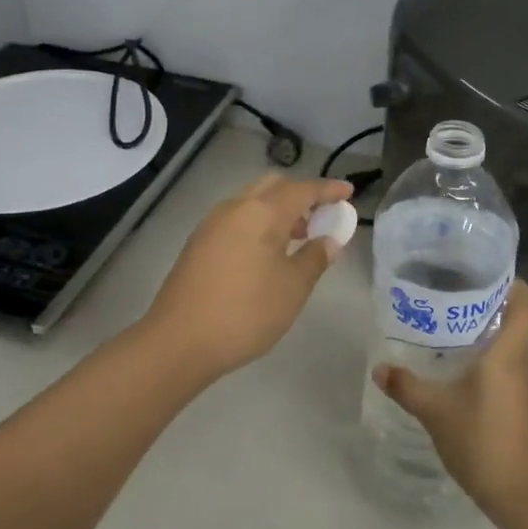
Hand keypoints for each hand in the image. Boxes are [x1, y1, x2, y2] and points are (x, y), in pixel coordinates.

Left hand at [139, 174, 354, 381]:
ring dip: (277, 210)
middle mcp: (235, 208)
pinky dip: (258, 223)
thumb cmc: (246, 312)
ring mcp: (211, 224)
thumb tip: (329, 239)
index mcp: (262, 213)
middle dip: (300, 196)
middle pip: (273, 187)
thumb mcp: (293, 288)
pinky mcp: (198, 243)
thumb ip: (315, 258)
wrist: (179, 341)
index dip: (328, 190)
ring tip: (297, 239)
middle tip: (321, 218)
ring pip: (251, 202)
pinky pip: (236, 219)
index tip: (348, 192)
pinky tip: (266, 253)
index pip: (303, 190)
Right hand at [372, 280, 527, 517]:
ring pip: (510, 345)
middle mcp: (523, 362)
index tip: (484, 274)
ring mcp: (527, 386)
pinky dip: (488, 361)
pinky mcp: (525, 405)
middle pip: (514, 320)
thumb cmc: (481, 441)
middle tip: (448, 299)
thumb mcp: (435, 412)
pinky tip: (459, 373)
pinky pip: (508, 368)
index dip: (514, 283)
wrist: (521, 495)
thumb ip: (406, 387)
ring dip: (485, 335)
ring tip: (447, 332)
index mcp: (507, 353)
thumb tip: (380, 368)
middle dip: (485, 306)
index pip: (527, 303)